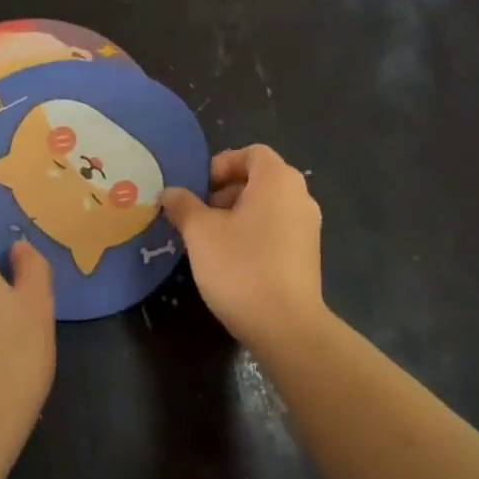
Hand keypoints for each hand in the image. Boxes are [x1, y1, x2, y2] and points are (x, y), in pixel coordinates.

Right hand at [160, 145, 324, 349]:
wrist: (285, 325)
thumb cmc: (241, 266)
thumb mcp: (200, 233)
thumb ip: (183, 206)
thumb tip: (171, 192)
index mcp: (278, 180)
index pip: (252, 153)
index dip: (221, 164)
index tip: (198, 189)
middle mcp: (300, 196)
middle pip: (260, 179)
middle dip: (225, 192)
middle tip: (198, 215)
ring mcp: (307, 227)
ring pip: (267, 207)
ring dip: (237, 215)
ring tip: (209, 240)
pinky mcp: (307, 255)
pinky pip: (276, 230)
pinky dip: (253, 234)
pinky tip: (231, 261)